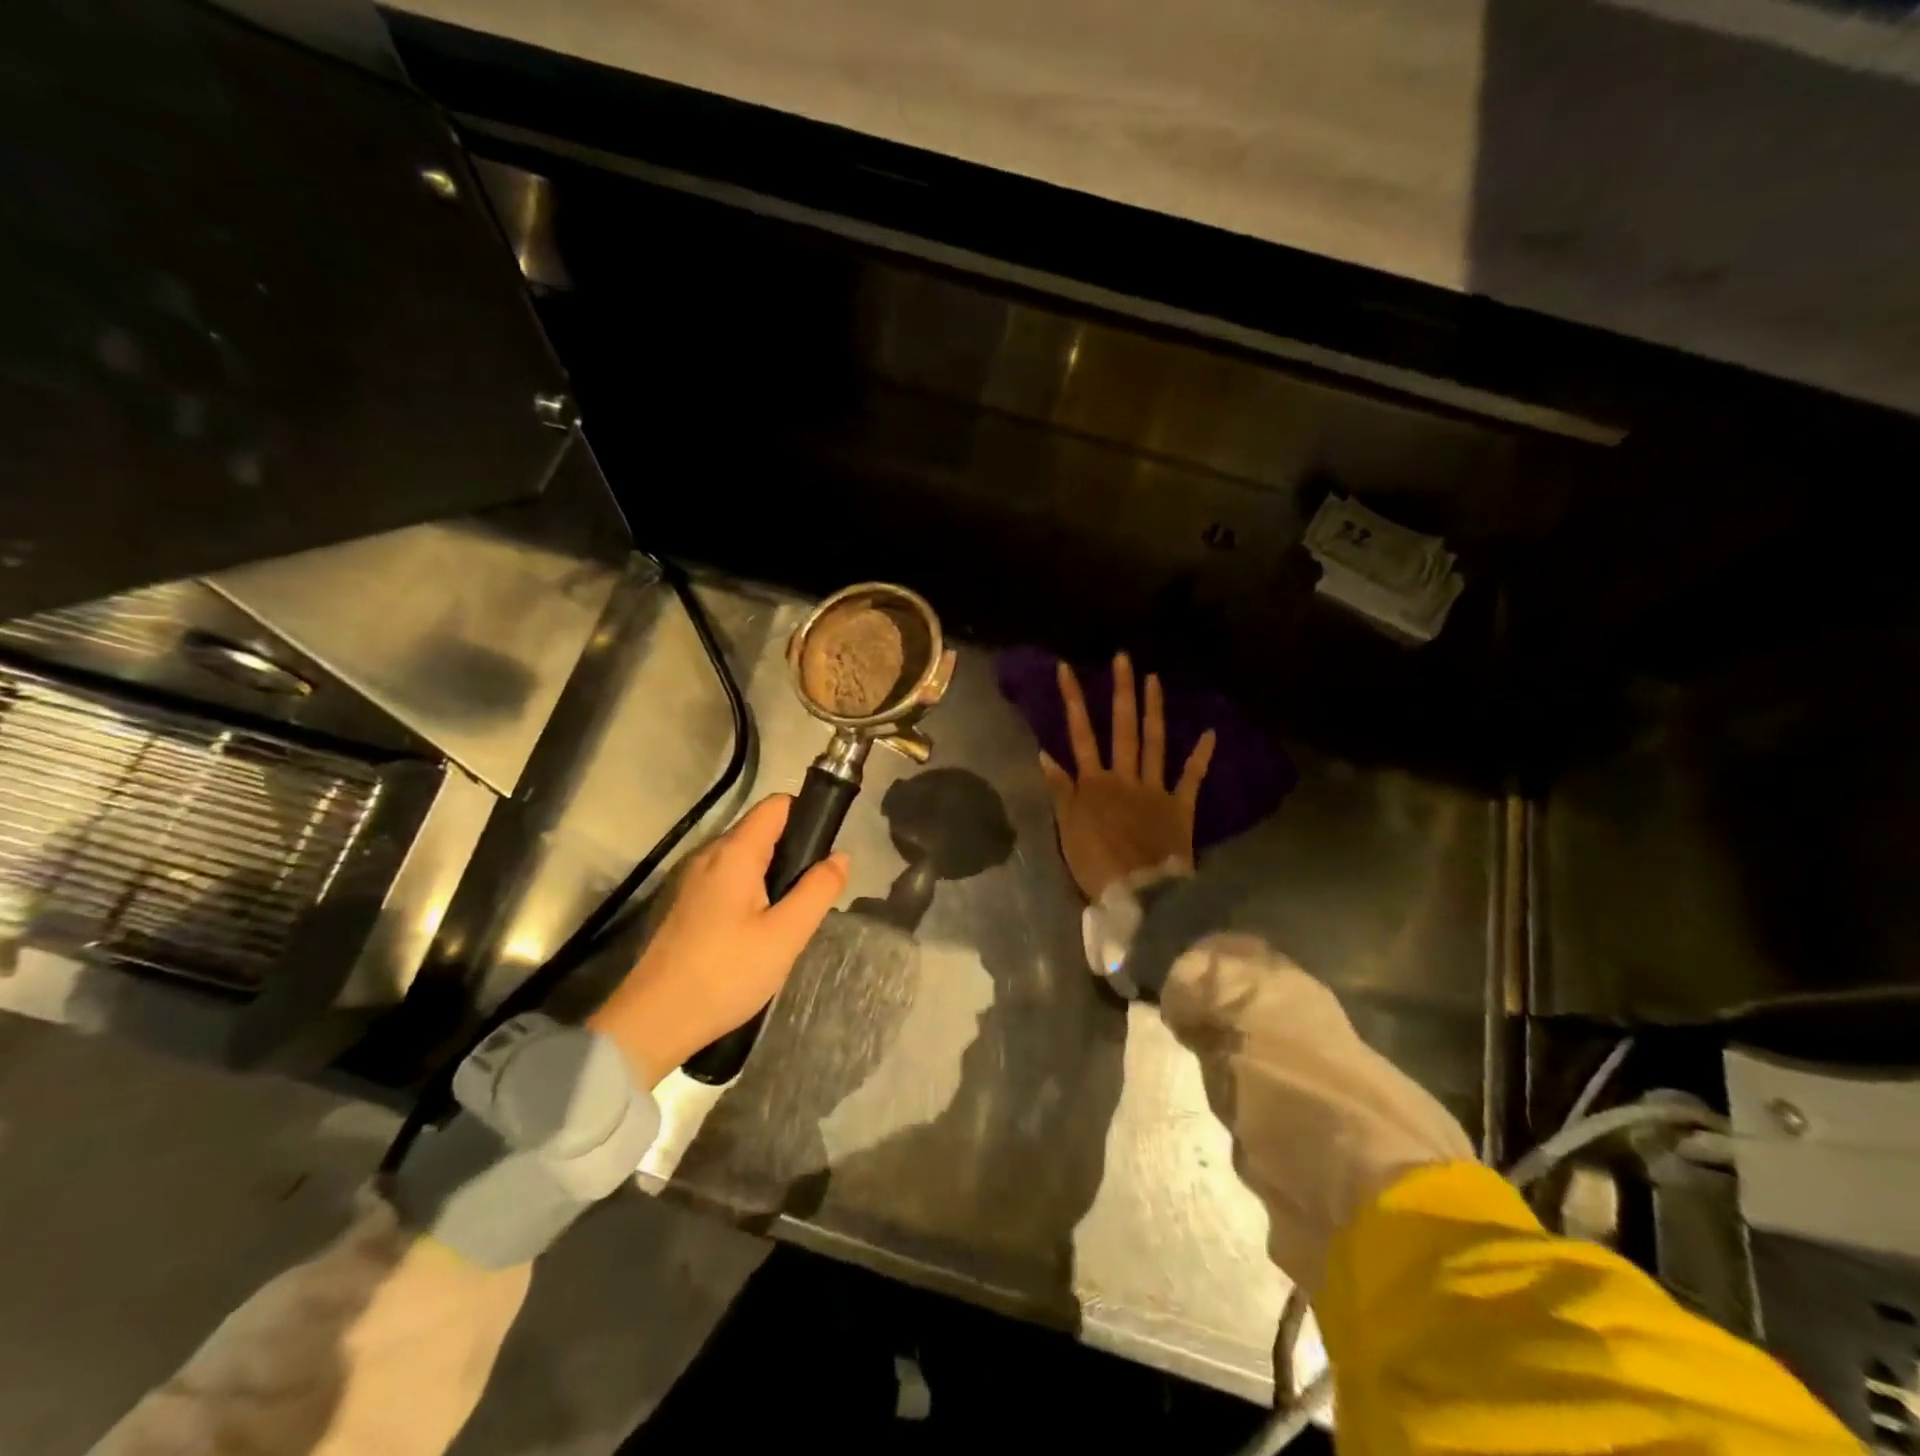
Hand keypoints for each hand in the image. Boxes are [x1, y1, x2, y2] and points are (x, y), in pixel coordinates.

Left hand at [589, 794, 848, 1084]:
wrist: (652, 1021)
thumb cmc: (725, 974)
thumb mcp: (786, 935)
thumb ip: (817, 890)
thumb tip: (840, 856)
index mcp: (734, 852)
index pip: (776, 805)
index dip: (806, 815)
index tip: (824, 852)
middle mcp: (707, 854)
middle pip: (758, 831)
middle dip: (790, 852)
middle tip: (808, 896)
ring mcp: (687, 879)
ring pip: (740, 859)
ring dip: (767, 876)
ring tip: (783, 918)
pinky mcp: (678, 904)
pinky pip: (721, 881)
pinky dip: (744, 893)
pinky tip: (750, 933)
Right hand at [1039, 654, 1214, 902]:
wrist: (1138, 894)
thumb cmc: (1095, 864)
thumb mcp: (1067, 828)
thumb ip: (1059, 790)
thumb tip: (1046, 754)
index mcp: (1094, 783)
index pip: (1080, 734)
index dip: (1073, 700)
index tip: (1067, 668)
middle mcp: (1125, 777)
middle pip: (1122, 728)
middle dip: (1121, 691)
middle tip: (1124, 658)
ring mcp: (1155, 789)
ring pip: (1155, 742)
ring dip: (1153, 710)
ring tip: (1154, 679)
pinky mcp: (1180, 807)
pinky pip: (1192, 778)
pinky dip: (1201, 756)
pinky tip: (1211, 733)